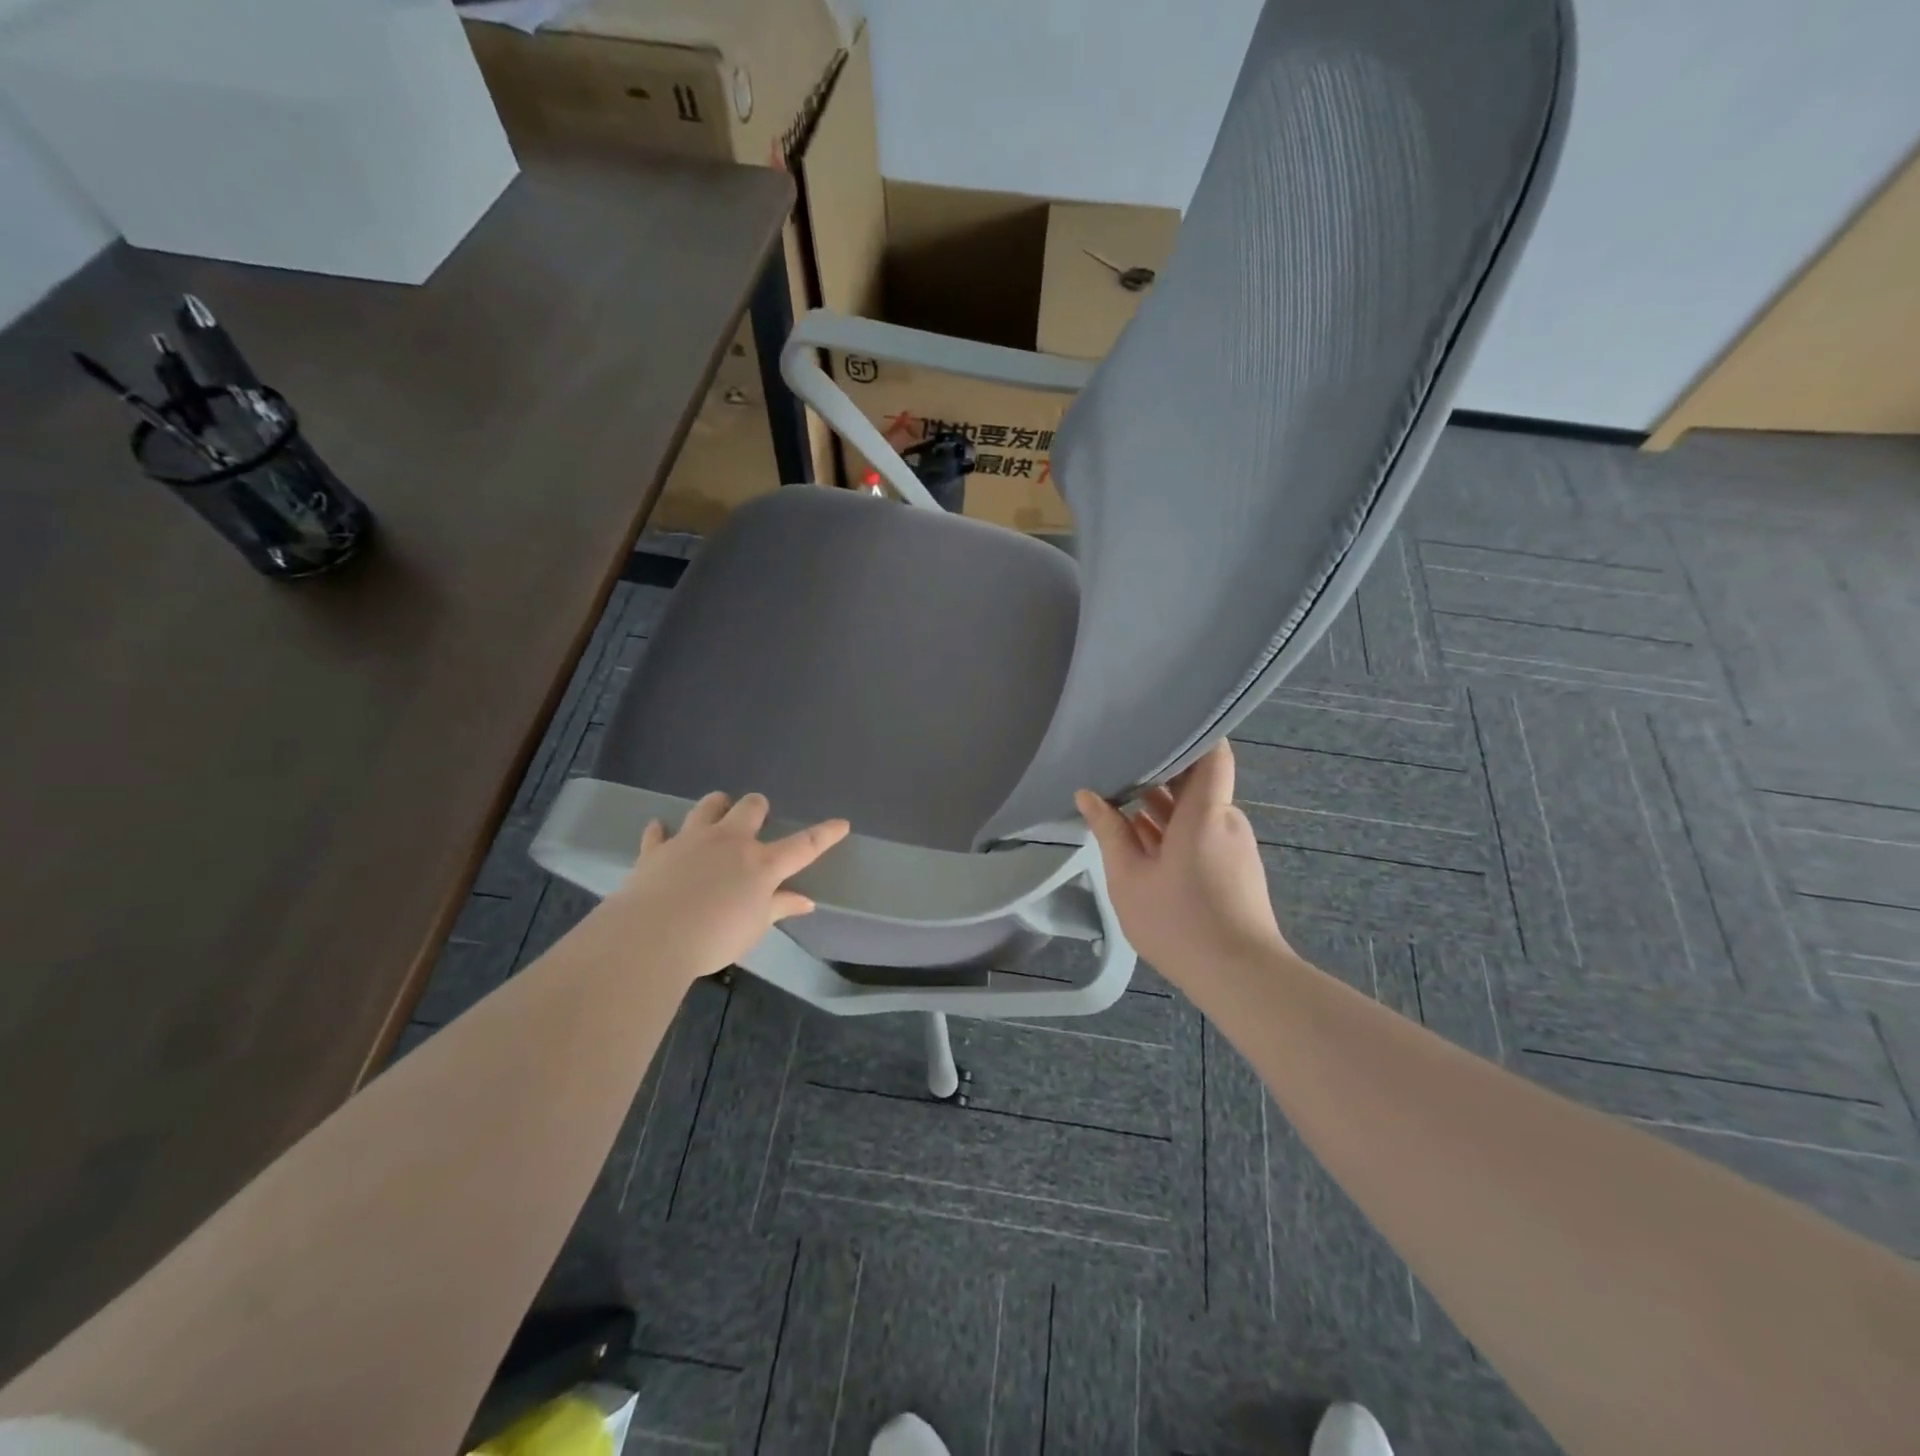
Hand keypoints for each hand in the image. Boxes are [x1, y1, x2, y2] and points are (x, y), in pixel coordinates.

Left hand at [592, 791, 849, 984]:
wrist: (651, 937)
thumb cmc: (714, 938)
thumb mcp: (755, 927)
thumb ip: (779, 908)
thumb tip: (805, 901)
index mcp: (761, 864)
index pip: (803, 846)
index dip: (825, 834)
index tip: (842, 823)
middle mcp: (729, 842)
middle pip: (749, 809)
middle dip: (757, 807)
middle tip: (757, 813)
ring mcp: (691, 841)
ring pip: (708, 807)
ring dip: (716, 806)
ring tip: (717, 809)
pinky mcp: (656, 850)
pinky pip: (658, 833)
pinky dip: (660, 831)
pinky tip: (659, 830)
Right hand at [1075, 742, 1290, 985]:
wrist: (1239, 977)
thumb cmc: (1179, 921)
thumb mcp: (1128, 877)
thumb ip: (1108, 831)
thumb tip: (1087, 794)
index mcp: (1206, 812)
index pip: (1213, 753)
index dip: (1192, 733)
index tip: (1156, 725)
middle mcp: (1225, 820)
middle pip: (1198, 781)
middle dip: (1160, 772)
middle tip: (1118, 762)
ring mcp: (1233, 845)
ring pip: (1196, 810)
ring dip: (1162, 805)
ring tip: (1119, 797)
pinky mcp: (1234, 868)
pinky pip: (1202, 833)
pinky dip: (1174, 829)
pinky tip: (1139, 837)